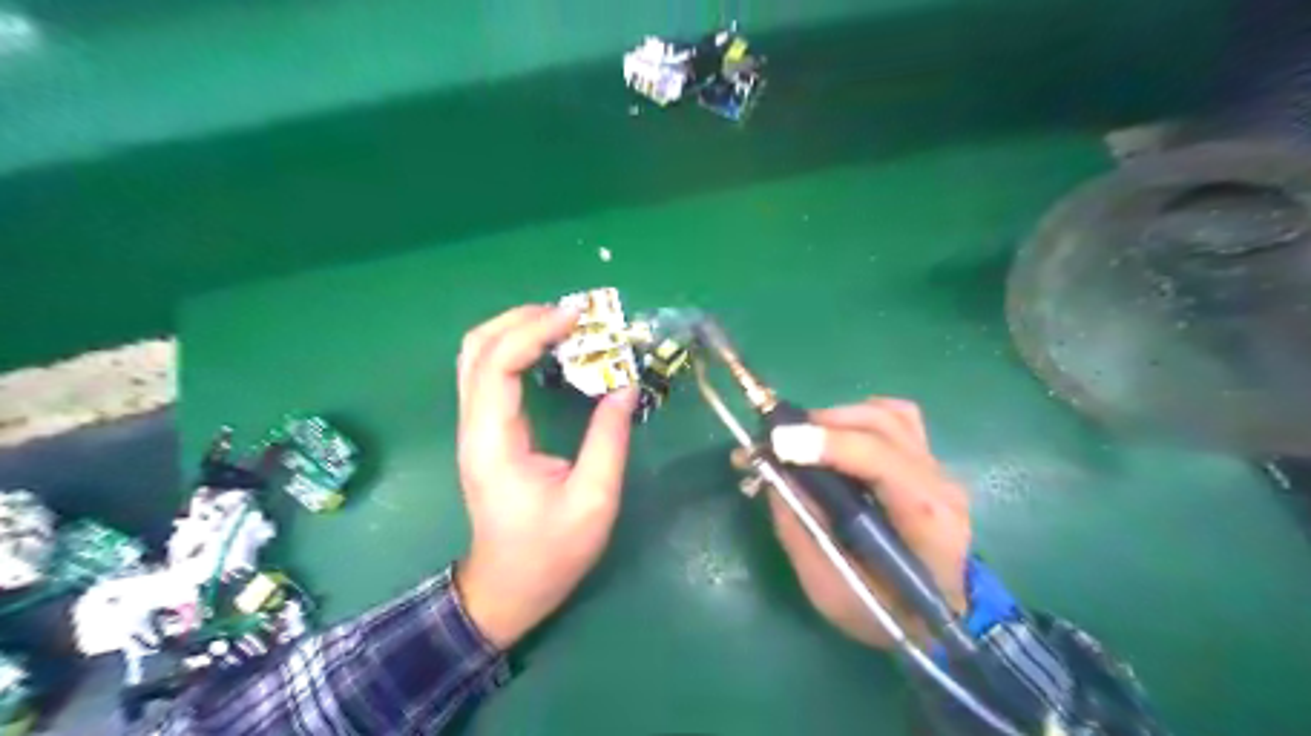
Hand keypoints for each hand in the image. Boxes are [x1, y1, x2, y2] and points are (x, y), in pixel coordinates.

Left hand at [453, 305, 638, 648]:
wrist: (508, 588)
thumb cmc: (550, 553)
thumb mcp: (593, 499)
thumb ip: (609, 438)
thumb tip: (625, 385)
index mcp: (494, 441)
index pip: (498, 364)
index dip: (535, 330)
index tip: (579, 318)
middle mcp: (474, 426)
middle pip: (477, 347)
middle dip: (523, 318)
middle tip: (574, 315)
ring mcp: (475, 427)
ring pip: (478, 355)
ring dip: (518, 328)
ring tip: (565, 324)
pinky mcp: (486, 430)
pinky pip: (491, 372)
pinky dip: (518, 348)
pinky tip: (551, 349)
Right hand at [764, 400, 964, 646]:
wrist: (938, 621)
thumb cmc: (885, 613)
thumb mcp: (830, 589)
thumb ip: (800, 529)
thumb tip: (773, 473)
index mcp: (926, 521)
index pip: (882, 460)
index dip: (828, 444)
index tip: (778, 443)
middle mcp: (939, 483)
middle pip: (882, 425)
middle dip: (822, 424)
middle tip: (776, 441)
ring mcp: (938, 467)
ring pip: (887, 414)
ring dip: (836, 417)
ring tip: (801, 440)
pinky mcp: (926, 461)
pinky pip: (895, 418)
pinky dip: (858, 418)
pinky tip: (836, 437)